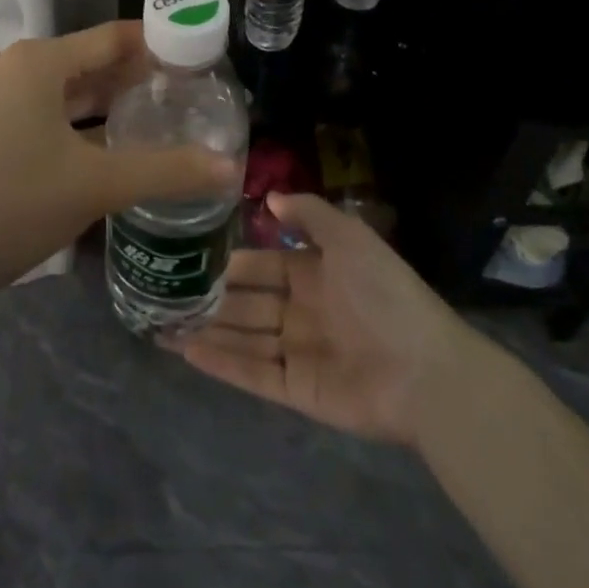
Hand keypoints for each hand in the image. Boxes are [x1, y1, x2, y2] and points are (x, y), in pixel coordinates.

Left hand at [0, 22, 240, 301]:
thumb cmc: (12, 205)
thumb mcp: (96, 186)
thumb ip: (167, 172)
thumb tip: (230, 168)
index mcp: (38, 62)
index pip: (113, 38)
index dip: (157, 45)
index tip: (195, 57)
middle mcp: (10, 65)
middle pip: (86, 60)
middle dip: (132, 76)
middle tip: (181, 93)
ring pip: (59, 87)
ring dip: (101, 99)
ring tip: (148, 115)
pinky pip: (35, 107)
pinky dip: (70, 117)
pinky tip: (96, 142)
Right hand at [173, 192, 478, 445]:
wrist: (426, 371)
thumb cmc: (385, 295)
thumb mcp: (350, 238)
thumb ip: (309, 214)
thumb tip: (269, 197)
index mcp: (314, 274)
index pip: (262, 265)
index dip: (230, 262)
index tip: (191, 255)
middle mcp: (301, 312)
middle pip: (247, 303)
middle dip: (211, 298)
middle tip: (165, 290)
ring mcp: (298, 352)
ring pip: (242, 337)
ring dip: (206, 329)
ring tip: (162, 321)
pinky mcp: (297, 390)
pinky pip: (252, 373)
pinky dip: (219, 363)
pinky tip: (185, 349)